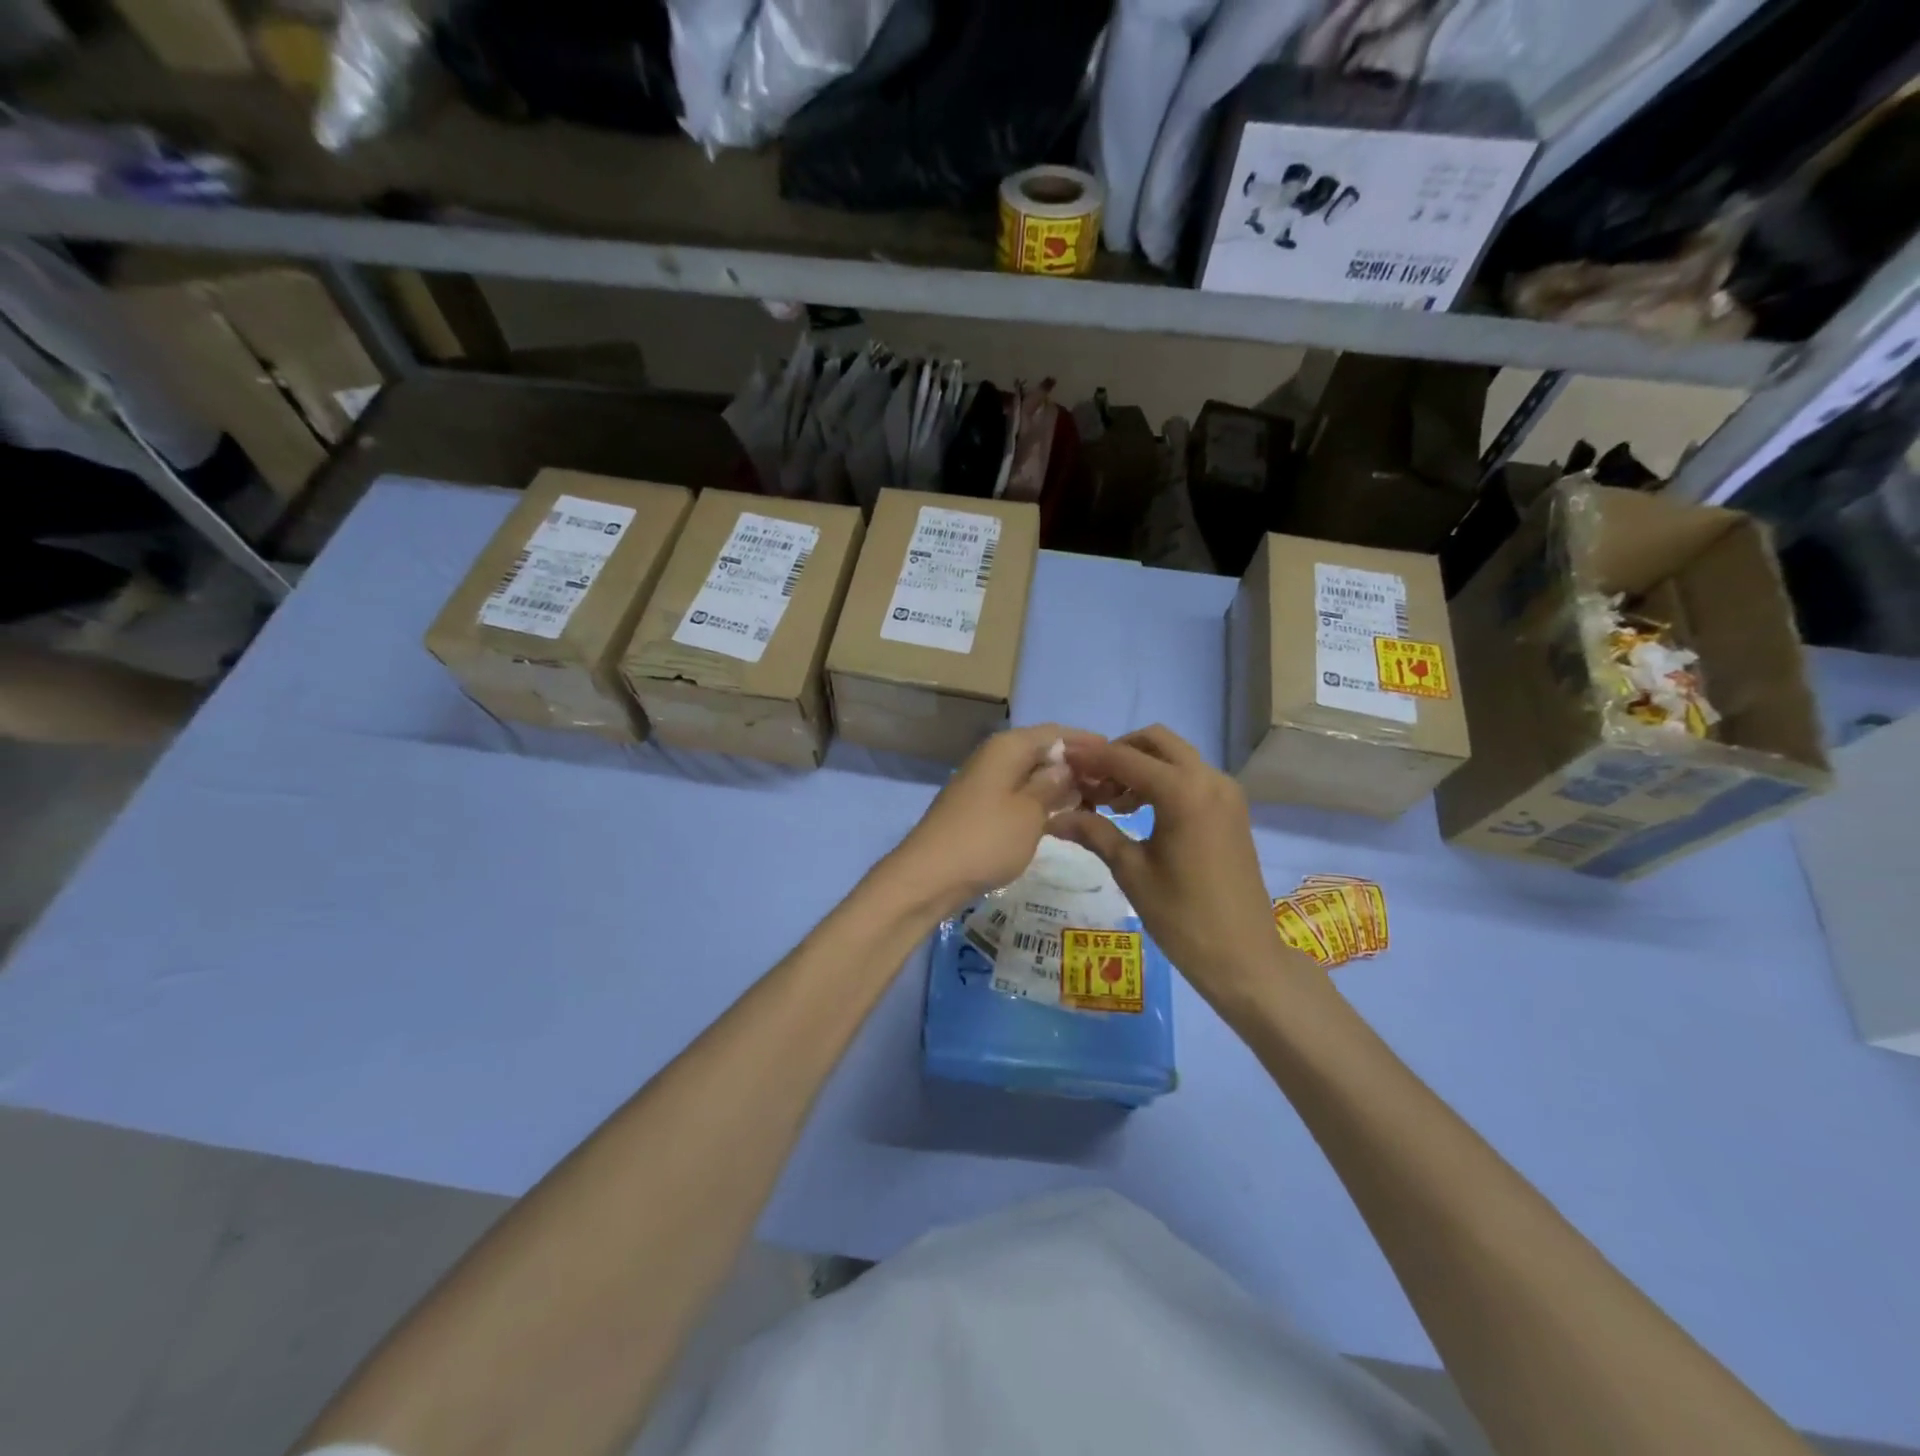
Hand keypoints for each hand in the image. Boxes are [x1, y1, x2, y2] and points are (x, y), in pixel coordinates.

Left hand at [881, 724, 1096, 919]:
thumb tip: (1067, 766)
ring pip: (1031, 775)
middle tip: (1112, 786)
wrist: (930, 876)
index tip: (1118, 757)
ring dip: (1060, 786)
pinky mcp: (980, 808)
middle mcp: (995, 757)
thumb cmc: (986, 839)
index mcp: (1008, 748)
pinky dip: (1041, 802)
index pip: (1055, 733)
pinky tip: (1063, 817)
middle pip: (1043, 752)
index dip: (1087, 742)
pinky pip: (1019, 795)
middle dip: (1076, 766)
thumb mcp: (1029, 812)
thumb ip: (1052, 785)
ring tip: (1096, 802)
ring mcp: (985, 783)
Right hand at [1052, 726, 1301, 1001]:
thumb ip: (1094, 832)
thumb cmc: (1182, 917)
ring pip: (1175, 757)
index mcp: (1183, 791)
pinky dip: (1162, 781)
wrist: (1243, 957)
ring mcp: (1226, 792)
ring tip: (1110, 804)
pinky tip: (1139, 813)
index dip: (1090, 758)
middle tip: (1090, 783)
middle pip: (1156, 741)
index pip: (1125, 758)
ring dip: (1140, 766)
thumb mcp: (1131, 871)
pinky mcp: (1232, 809)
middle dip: (1119, 753)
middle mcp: (1209, 779)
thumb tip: (1052, 817)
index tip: (1061, 763)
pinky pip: (1191, 776)